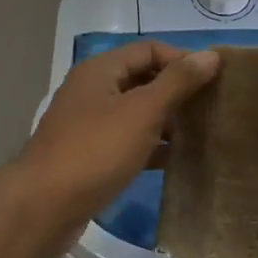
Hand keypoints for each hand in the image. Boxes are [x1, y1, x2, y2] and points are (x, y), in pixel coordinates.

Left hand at [16, 42, 221, 247]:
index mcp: (100, 70)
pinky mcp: (90, 156)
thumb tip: (210, 55)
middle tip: (213, 107)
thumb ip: (177, 82)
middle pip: (142, 79)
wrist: (43, 208)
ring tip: (203, 133)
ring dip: (167, 120)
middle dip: (177, 90)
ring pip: (136, 113)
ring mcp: (89, 125)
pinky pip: (128, 141)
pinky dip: (152, 146)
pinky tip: (177, 160)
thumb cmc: (95, 151)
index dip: (182, 59)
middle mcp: (93, 91)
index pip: (149, 50)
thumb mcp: (142, 112)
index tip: (215, 80)